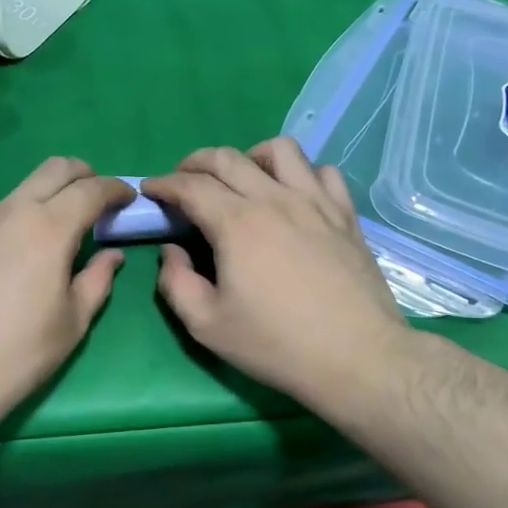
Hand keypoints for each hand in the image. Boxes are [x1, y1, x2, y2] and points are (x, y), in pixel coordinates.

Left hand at [0, 157, 134, 437]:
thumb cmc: (15, 357)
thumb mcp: (72, 325)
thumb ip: (97, 281)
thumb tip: (111, 256)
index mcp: (47, 230)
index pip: (91, 190)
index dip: (115, 188)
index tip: (126, 197)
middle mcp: (6, 213)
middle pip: (52, 170)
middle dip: (81, 174)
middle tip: (91, 197)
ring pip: (11, 201)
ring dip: (34, 211)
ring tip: (34, 251)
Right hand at [141, 139, 408, 410]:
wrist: (357, 358)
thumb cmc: (276, 345)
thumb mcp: (207, 325)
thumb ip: (176, 283)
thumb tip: (172, 251)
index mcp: (236, 223)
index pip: (190, 186)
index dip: (163, 184)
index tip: (150, 190)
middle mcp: (275, 199)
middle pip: (228, 158)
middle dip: (195, 162)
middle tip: (183, 180)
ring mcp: (316, 202)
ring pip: (280, 150)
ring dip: (250, 156)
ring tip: (242, 179)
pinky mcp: (345, 215)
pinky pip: (323, 171)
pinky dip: (301, 173)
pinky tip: (293, 195)